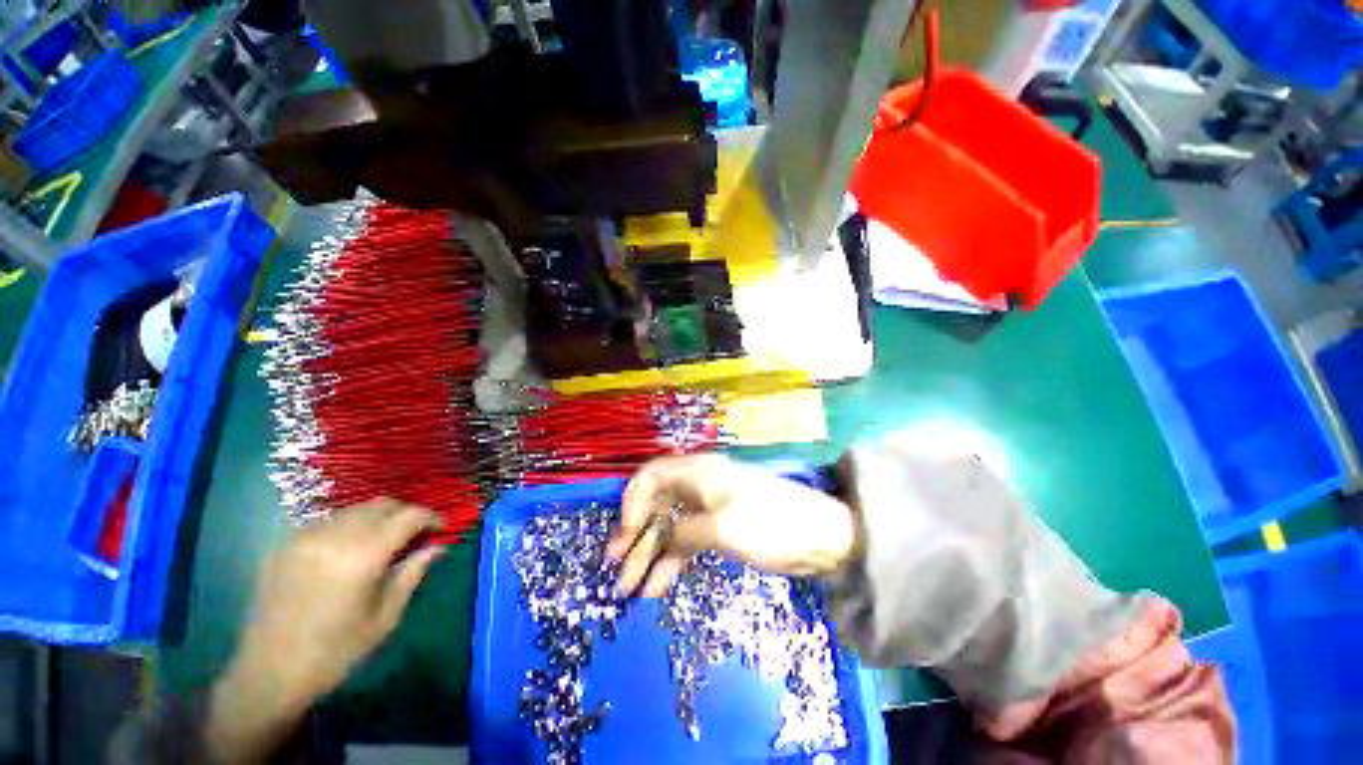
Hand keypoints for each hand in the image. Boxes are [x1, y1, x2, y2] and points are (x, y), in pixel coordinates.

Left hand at [206, 500, 444, 762]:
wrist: (269, 674)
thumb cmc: (336, 652)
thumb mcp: (385, 617)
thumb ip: (412, 574)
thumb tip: (437, 546)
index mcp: (364, 554)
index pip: (410, 515)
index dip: (431, 517)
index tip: (441, 529)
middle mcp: (335, 535)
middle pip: (382, 504)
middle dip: (406, 513)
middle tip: (416, 534)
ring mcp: (306, 537)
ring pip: (355, 508)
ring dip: (378, 517)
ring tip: (384, 541)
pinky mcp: (286, 544)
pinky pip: (329, 521)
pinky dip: (350, 525)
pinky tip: (350, 549)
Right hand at [606, 455, 857, 597]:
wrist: (820, 538)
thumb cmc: (769, 525)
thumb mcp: (721, 528)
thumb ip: (682, 533)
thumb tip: (660, 540)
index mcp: (698, 472)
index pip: (651, 476)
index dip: (632, 501)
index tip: (626, 533)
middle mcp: (698, 485)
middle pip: (656, 504)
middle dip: (634, 533)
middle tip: (613, 564)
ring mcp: (707, 508)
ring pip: (668, 527)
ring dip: (648, 554)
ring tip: (626, 587)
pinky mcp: (717, 529)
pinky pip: (685, 543)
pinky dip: (670, 563)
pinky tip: (656, 588)